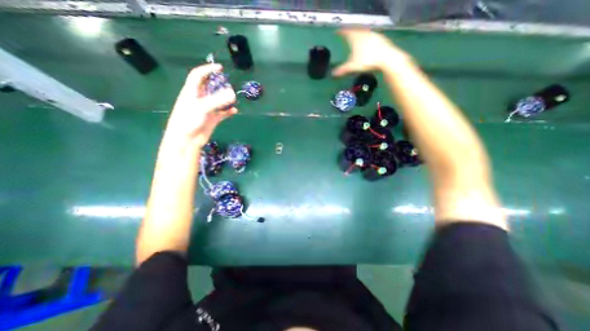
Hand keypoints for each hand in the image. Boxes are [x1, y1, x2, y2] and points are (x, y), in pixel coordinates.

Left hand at [162, 63, 235, 145]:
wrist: (187, 140)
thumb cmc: (189, 120)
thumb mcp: (203, 107)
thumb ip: (218, 100)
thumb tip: (233, 94)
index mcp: (192, 92)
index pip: (198, 76)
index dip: (208, 69)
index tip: (220, 68)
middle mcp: (199, 99)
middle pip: (209, 87)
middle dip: (219, 85)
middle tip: (229, 84)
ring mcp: (206, 110)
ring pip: (217, 101)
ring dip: (225, 99)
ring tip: (234, 98)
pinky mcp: (211, 119)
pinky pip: (222, 113)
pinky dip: (228, 111)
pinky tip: (234, 111)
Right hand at [331, 28, 410, 76]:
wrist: (386, 58)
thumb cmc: (367, 61)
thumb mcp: (352, 67)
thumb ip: (342, 70)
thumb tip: (332, 74)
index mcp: (355, 38)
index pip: (346, 32)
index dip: (341, 32)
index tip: (337, 31)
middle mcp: (364, 33)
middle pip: (355, 30)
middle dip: (350, 32)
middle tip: (347, 34)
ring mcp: (373, 35)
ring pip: (364, 32)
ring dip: (359, 34)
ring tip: (357, 37)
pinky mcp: (381, 39)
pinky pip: (371, 36)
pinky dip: (367, 38)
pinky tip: (368, 43)